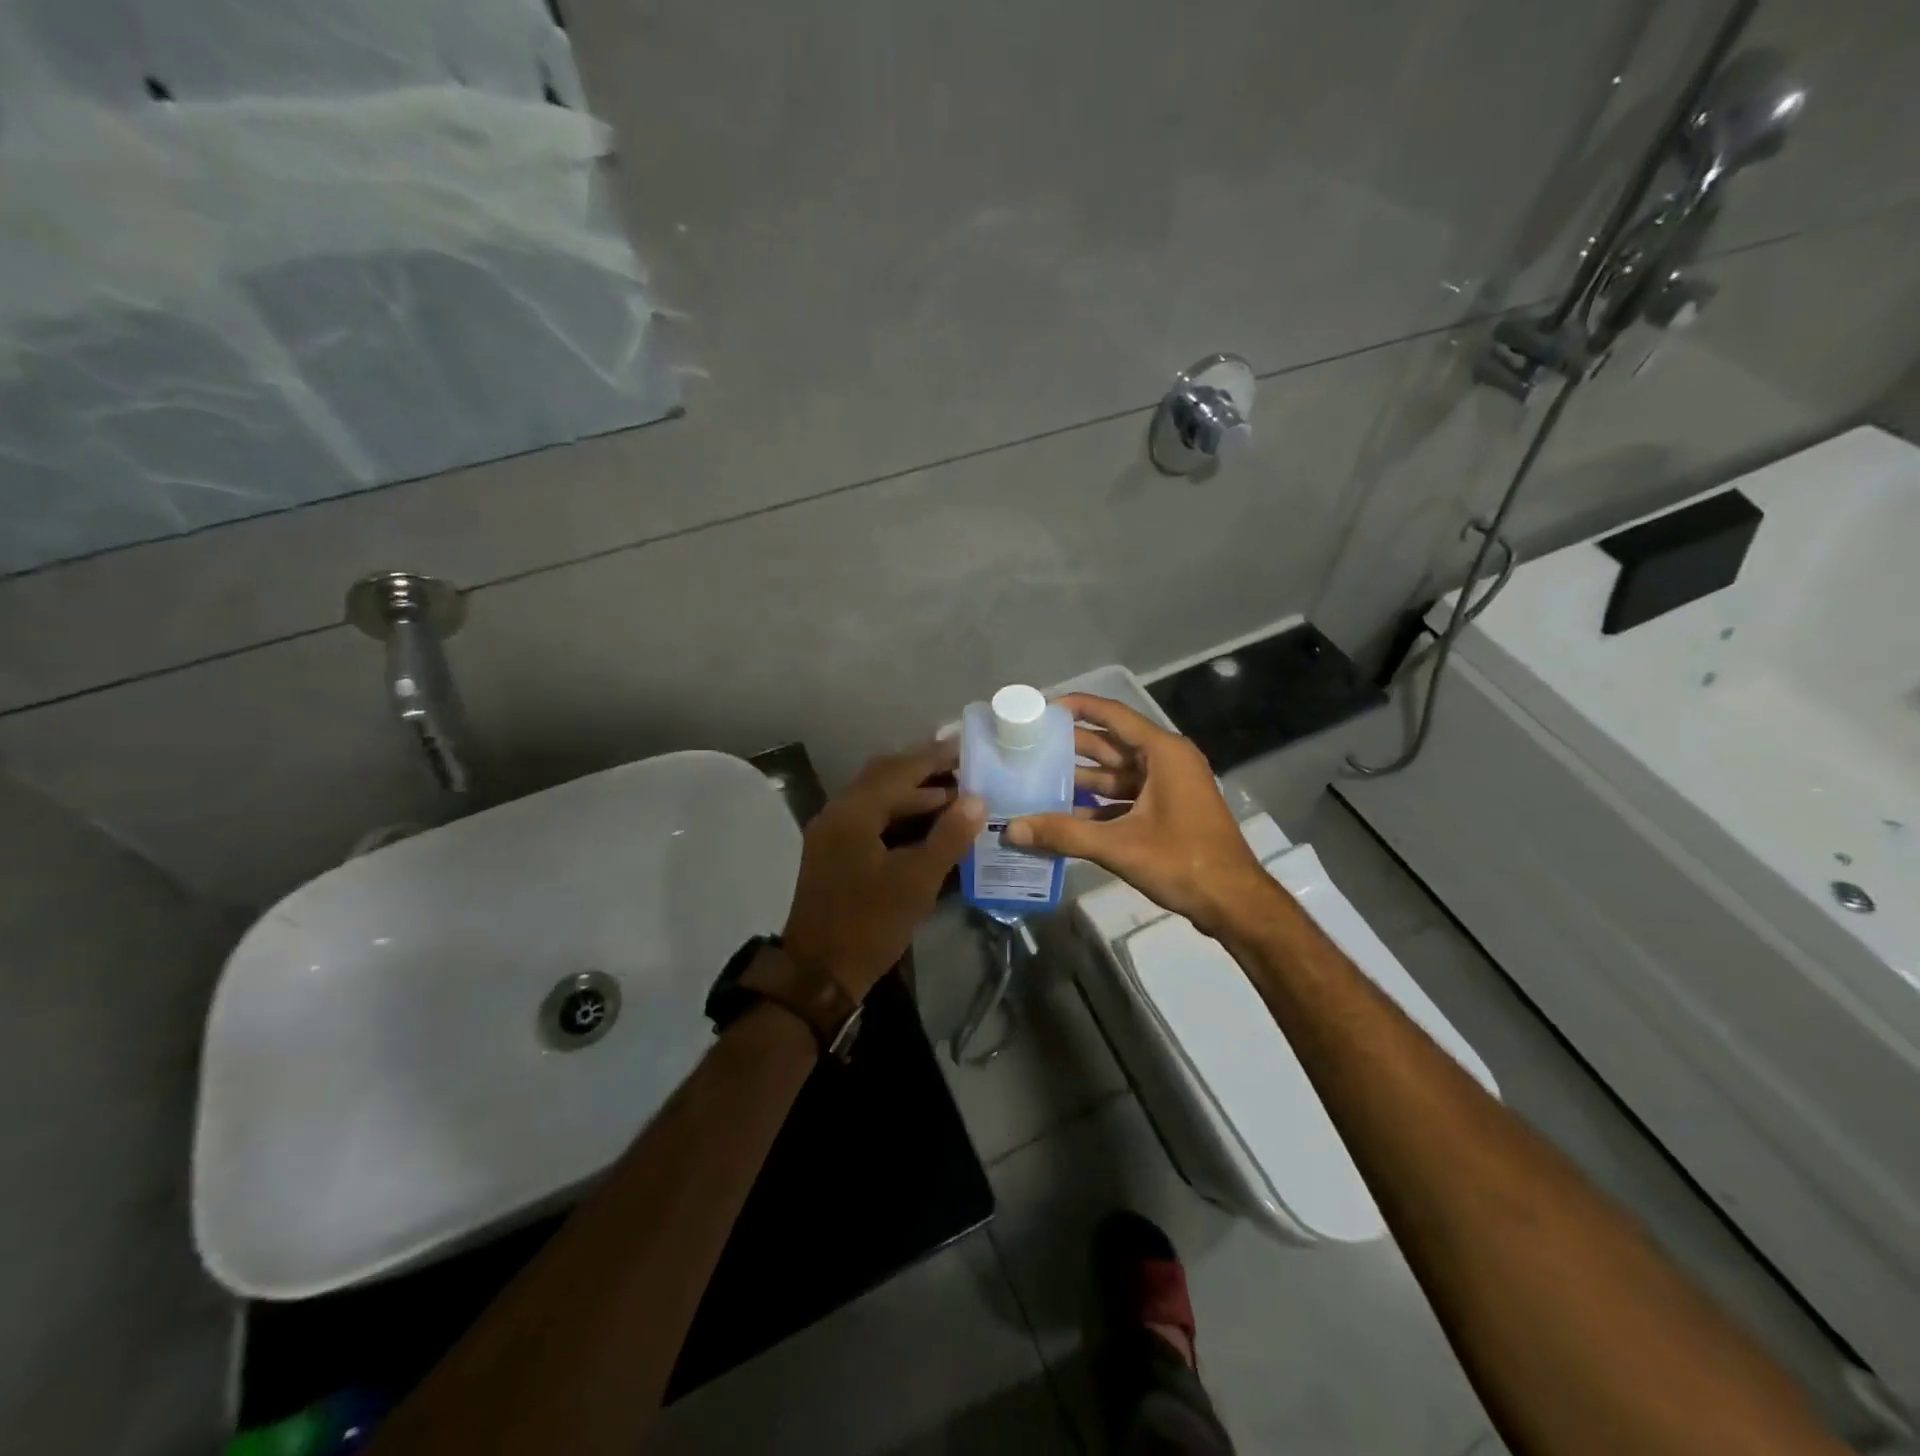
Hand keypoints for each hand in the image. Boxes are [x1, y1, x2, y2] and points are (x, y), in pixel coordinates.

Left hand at [782, 740, 984, 1000]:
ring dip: (913, 793)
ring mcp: (831, 832)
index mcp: (853, 813)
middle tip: (964, 767)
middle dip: (924, 769)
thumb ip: (948, 837)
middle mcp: (838, 812)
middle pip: (884, 776)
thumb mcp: (916, 881)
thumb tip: (977, 800)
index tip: (966, 745)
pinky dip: (899, 813)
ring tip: (955, 794)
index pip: (899, 770)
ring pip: (876, 797)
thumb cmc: (869, 925)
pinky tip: (927, 822)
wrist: (818, 974)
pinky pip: (870, 817)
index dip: (934, 756)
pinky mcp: (833, 851)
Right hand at [1005, 693, 1268, 937]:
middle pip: (1110, 744)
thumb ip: (1063, 834)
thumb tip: (1011, 829)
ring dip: (1080, 778)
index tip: (1041, 709)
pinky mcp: (1166, 811)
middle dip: (1070, 745)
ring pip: (1115, 774)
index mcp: (1163, 753)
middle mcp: (1166, 762)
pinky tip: (1063, 815)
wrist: (1233, 902)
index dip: (1078, 707)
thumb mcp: (1119, 845)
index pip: (1113, 715)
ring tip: (1036, 779)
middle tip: (1028, 746)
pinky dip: (1096, 804)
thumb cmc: (1183, 861)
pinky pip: (1123, 798)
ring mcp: (1167, 788)